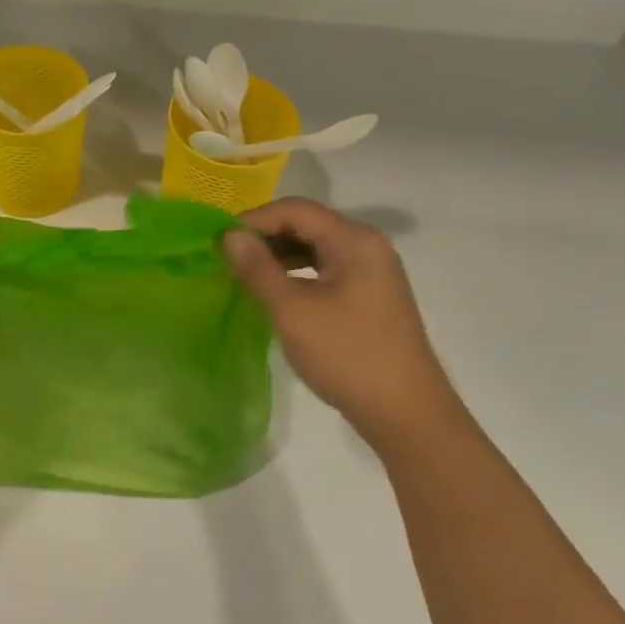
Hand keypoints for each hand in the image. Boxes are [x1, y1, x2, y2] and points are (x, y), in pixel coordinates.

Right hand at [224, 198, 456, 435]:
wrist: (405, 413)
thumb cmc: (347, 355)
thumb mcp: (293, 311)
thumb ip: (258, 268)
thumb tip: (228, 235)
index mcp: (354, 241)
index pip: (295, 210)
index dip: (254, 220)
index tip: (219, 242)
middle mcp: (367, 246)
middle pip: (307, 224)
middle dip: (266, 237)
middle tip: (228, 259)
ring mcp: (372, 271)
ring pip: (316, 247)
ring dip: (280, 255)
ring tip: (246, 275)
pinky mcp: (370, 294)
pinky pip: (326, 268)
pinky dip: (298, 273)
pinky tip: (276, 292)